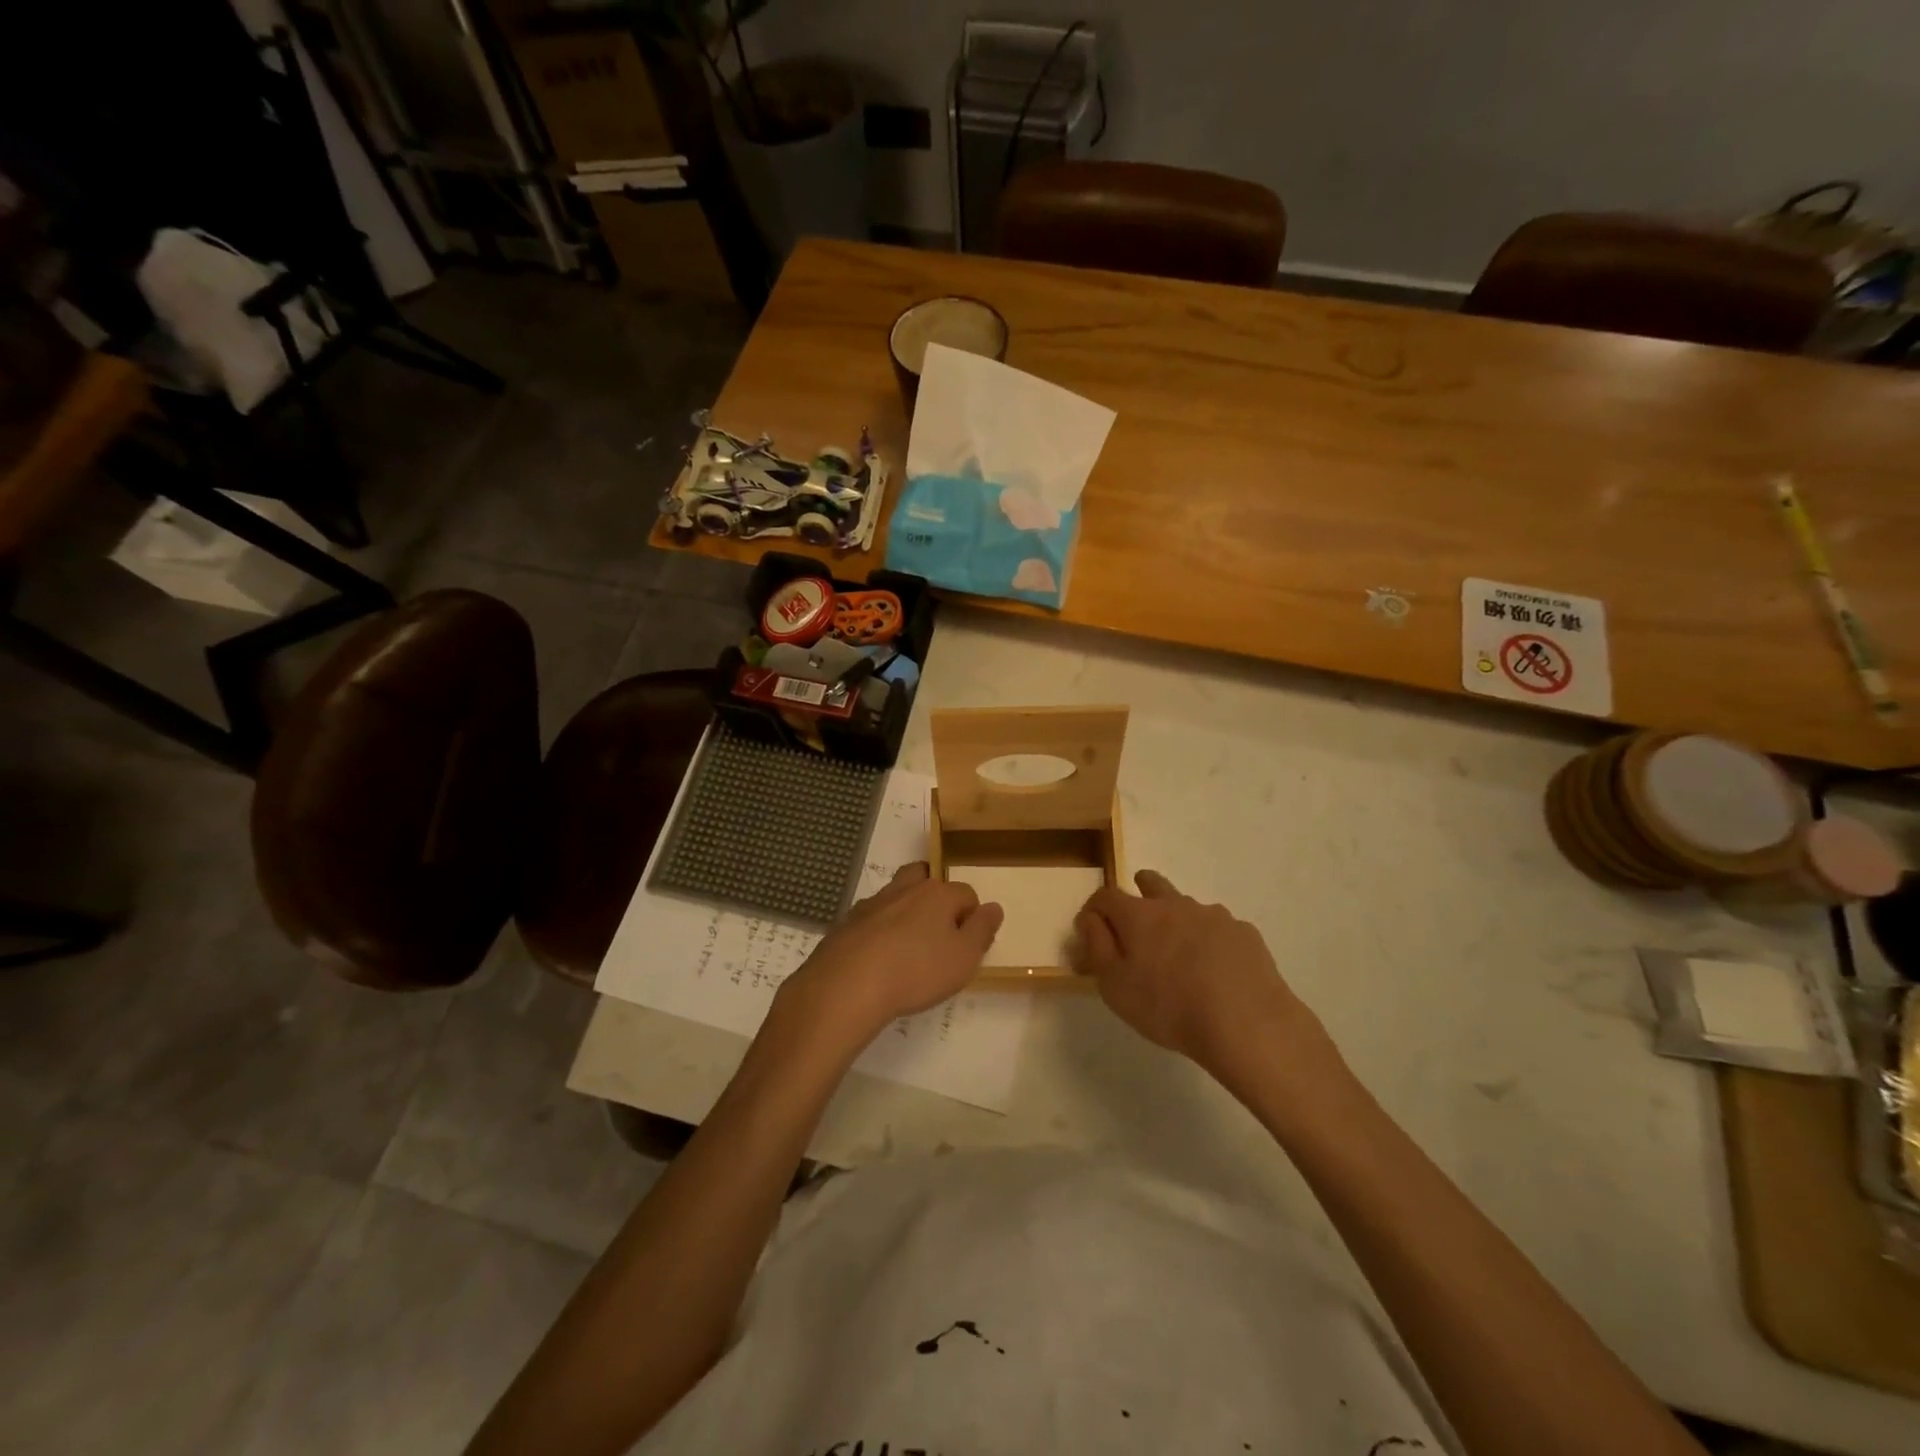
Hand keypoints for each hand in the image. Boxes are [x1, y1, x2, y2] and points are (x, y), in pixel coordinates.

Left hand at [777, 863, 1002, 1048]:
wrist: (847, 985)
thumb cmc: (916, 971)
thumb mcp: (964, 958)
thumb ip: (982, 930)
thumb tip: (993, 907)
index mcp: (937, 894)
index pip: (966, 893)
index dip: (972, 916)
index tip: (968, 944)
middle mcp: (905, 889)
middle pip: (925, 878)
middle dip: (935, 897)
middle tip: (938, 930)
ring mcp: (872, 904)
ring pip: (896, 895)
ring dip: (905, 911)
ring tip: (908, 945)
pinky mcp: (847, 923)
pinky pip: (871, 918)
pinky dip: (879, 929)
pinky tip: (879, 956)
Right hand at [1074, 869, 1330, 1076]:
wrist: (1247, 1024)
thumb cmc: (1169, 1007)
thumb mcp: (1115, 986)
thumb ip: (1097, 946)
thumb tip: (1090, 919)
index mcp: (1139, 915)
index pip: (1106, 895)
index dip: (1094, 909)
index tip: (1091, 928)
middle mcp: (1175, 904)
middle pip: (1151, 883)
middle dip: (1138, 891)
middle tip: (1137, 919)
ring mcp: (1214, 915)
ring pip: (1187, 906)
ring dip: (1177, 920)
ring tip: (1180, 955)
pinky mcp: (1244, 932)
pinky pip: (1219, 928)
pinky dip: (1210, 941)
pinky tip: (1216, 970)